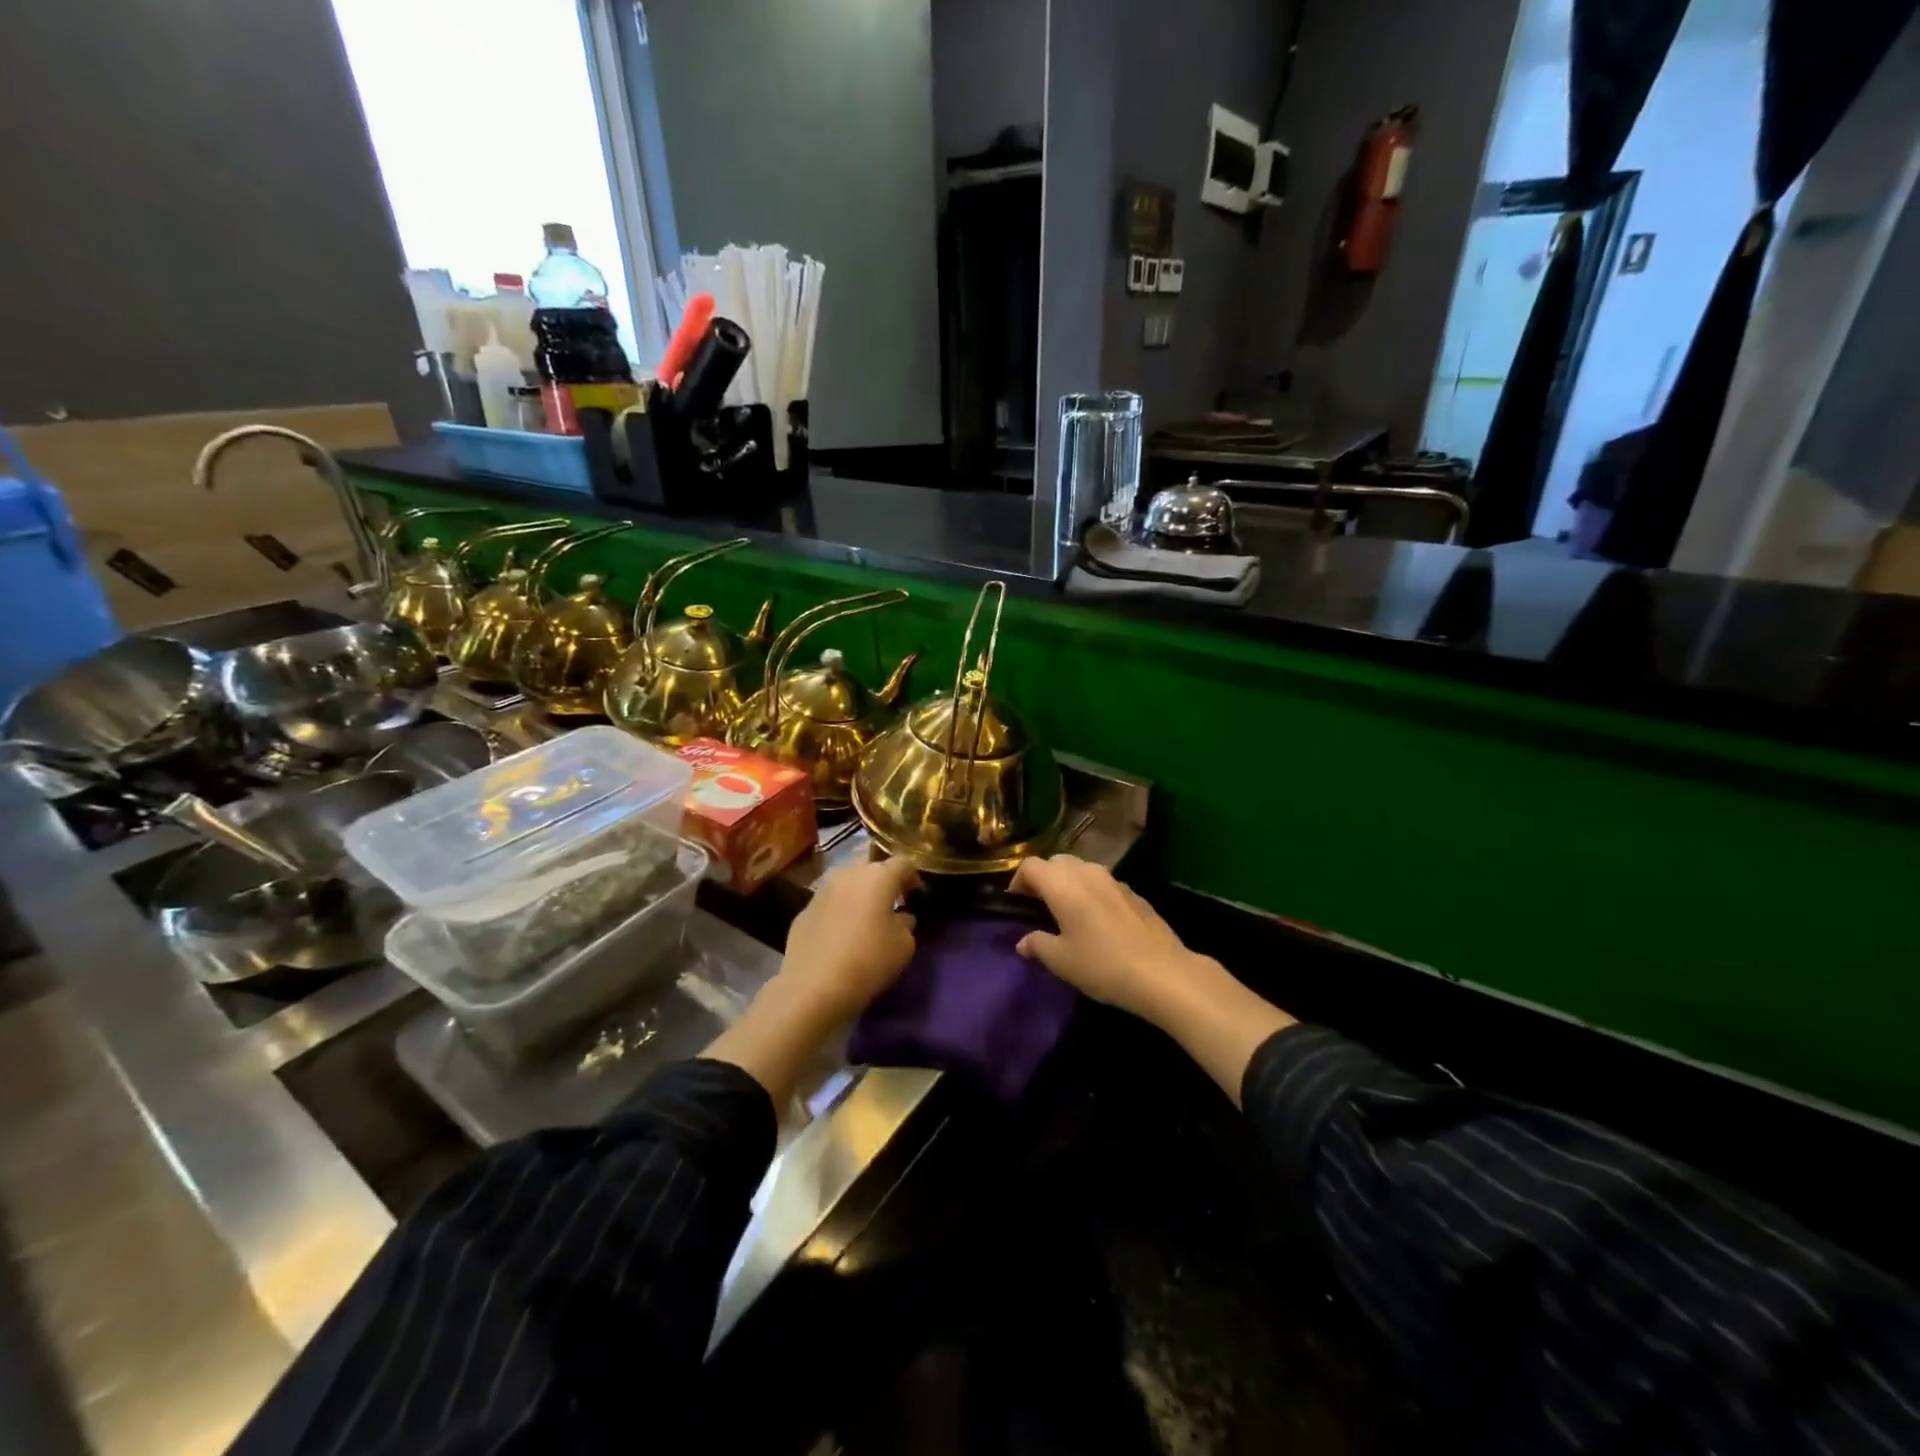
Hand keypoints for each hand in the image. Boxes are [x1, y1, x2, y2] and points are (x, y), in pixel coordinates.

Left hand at [776, 856, 921, 1024]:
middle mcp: (848, 874)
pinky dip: (839, 912)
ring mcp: (822, 890)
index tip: (916, 896)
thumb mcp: (904, 946)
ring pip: (847, 883)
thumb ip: (906, 923)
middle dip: (883, 882)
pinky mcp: (803, 910)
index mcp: (878, 876)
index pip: (903, 863)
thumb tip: (901, 917)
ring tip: (865, 919)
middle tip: (891, 905)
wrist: (813, 986)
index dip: (913, 878)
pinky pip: (829, 904)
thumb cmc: (868, 961)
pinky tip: (840, 935)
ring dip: (859, 895)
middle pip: (872, 868)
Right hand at [1009, 855, 1210, 1022]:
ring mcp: (1113, 880)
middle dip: (1043, 879)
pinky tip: (1096, 922)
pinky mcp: (1133, 892)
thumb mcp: (1061, 961)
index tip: (1016, 906)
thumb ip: (1037, 945)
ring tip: (1066, 914)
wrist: (1162, 972)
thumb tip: (1023, 941)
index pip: (1030, 866)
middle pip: (1056, 862)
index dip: (1017, 882)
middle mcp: (1086, 872)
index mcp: (1062, 883)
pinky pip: (1102, 884)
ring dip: (1068, 884)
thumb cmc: (1102, 964)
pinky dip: (1091, 893)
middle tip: (1038, 908)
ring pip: (1081, 870)